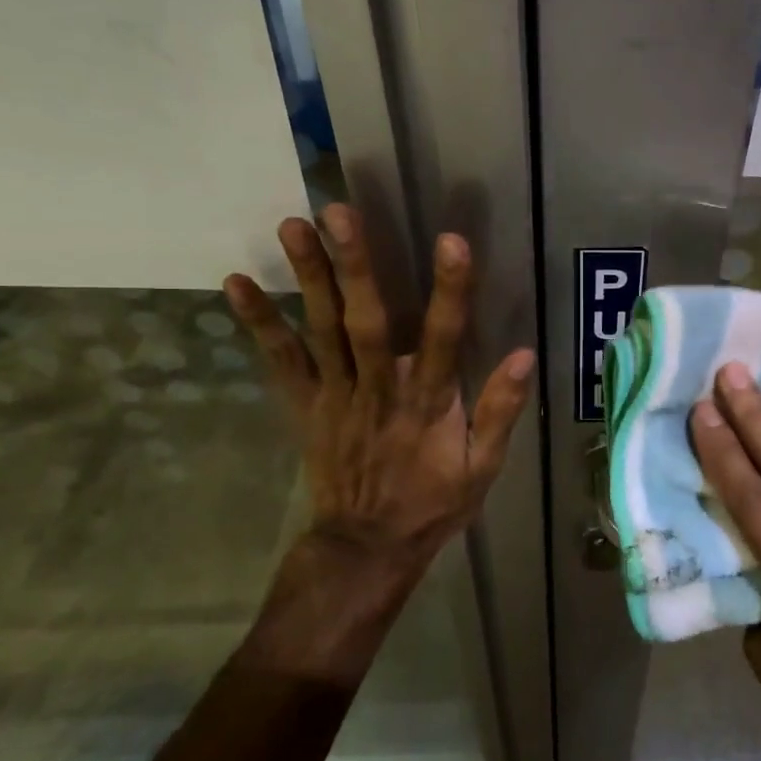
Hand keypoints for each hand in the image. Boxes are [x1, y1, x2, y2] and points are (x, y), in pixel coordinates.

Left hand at [222, 205, 535, 678]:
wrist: (366, 548)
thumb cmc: (432, 503)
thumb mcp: (483, 468)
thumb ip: (500, 411)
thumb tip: (524, 355)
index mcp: (427, 404)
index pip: (442, 339)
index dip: (448, 292)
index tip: (452, 242)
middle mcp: (378, 390)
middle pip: (365, 322)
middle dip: (355, 266)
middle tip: (340, 213)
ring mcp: (335, 396)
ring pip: (321, 331)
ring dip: (308, 277)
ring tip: (293, 224)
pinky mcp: (306, 405)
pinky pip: (280, 362)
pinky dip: (257, 323)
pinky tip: (236, 282)